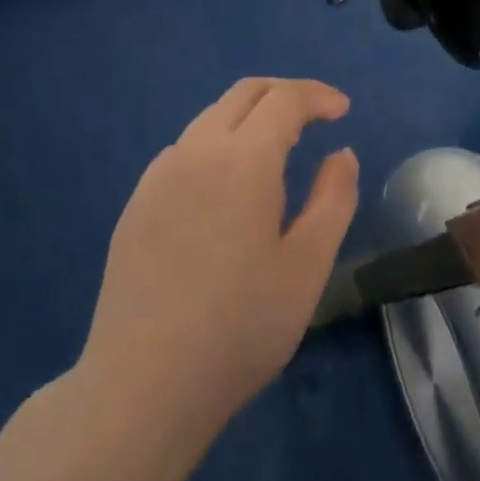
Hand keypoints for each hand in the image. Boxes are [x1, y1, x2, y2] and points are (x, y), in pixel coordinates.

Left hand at [80, 78, 359, 436]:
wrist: (141, 388)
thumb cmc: (239, 328)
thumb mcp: (307, 267)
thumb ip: (333, 199)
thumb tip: (341, 154)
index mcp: (243, 158)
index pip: (285, 98)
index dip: (318, 96)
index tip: (343, 111)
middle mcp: (197, 150)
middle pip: (245, 93)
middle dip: (285, 94)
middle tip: (314, 116)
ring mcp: (159, 174)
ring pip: (211, 117)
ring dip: (250, 116)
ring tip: (275, 150)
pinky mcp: (136, 203)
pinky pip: (185, 149)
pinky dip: (218, 143)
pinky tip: (225, 187)